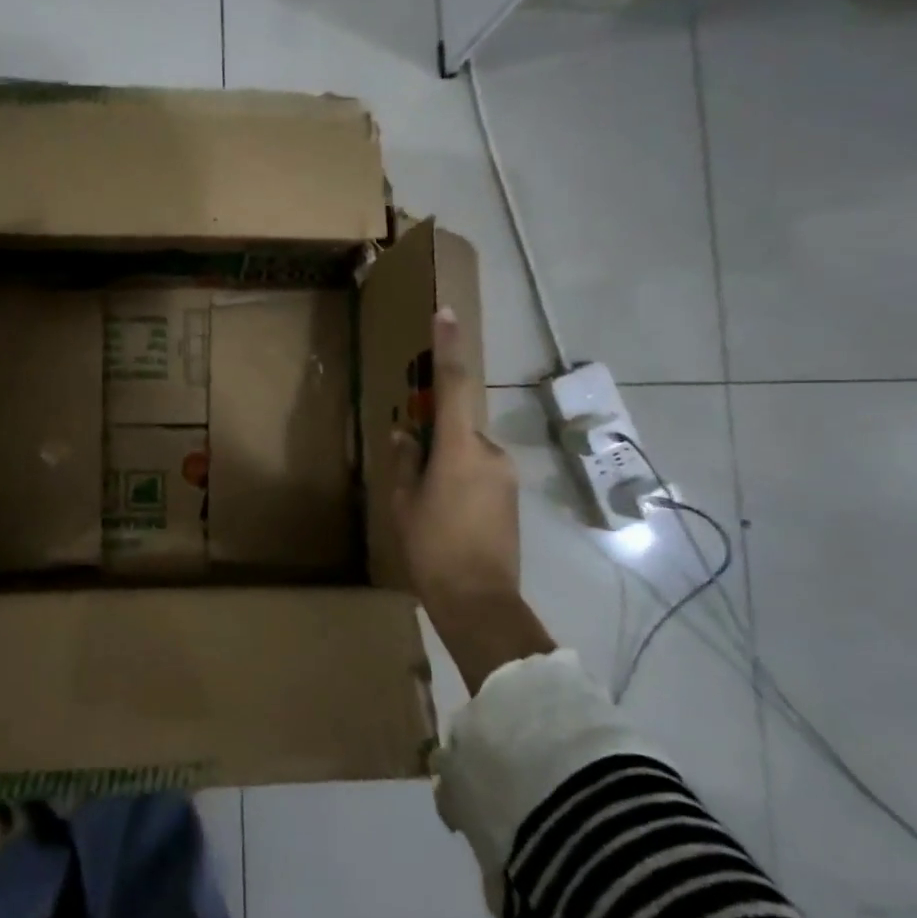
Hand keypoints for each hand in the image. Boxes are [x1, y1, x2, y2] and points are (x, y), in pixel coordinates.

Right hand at [392, 308, 553, 694]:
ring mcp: (506, 474)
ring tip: (429, 503)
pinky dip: (461, 478)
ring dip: (448, 462)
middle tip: (414, 467)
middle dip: (436, 435)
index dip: (449, 346)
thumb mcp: (405, 505)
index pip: (455, 384)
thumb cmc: (433, 551)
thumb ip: (406, 462)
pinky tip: (448, 515)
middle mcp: (490, 452)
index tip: (446, 313)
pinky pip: (480, 471)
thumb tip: (406, 435)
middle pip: (459, 424)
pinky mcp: (512, 495)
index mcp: (460, 450)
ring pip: (469, 450)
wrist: (481, 604)